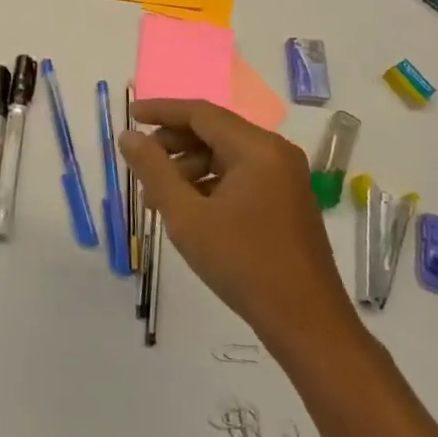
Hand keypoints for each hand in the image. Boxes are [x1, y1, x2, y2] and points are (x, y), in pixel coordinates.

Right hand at [120, 101, 358, 352]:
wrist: (307, 325)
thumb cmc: (243, 264)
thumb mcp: (186, 216)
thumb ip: (153, 170)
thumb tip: (129, 136)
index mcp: (257, 148)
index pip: (201, 113)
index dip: (162, 111)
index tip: (130, 115)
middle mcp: (275, 153)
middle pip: (214, 132)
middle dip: (173, 144)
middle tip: (140, 164)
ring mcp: (285, 179)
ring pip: (225, 156)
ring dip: (189, 168)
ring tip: (158, 196)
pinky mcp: (286, 202)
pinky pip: (240, 177)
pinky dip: (210, 184)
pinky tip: (188, 210)